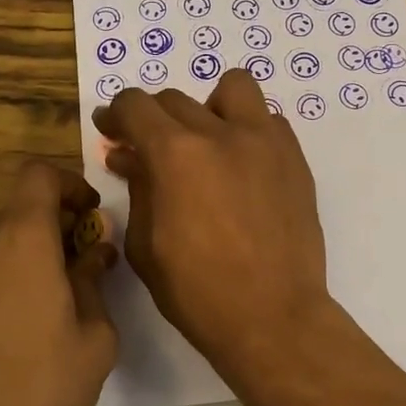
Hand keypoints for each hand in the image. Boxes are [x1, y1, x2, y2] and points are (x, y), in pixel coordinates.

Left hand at [0, 162, 118, 405]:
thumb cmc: (36, 387)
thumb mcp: (94, 340)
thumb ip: (94, 284)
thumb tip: (93, 255)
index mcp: (21, 238)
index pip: (39, 175)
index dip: (69, 183)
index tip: (89, 214)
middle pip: (18, 211)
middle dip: (52, 228)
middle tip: (77, 268)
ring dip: (22, 256)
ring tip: (43, 305)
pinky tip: (6, 330)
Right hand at [93, 71, 331, 380]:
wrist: (273, 317)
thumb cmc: (197, 292)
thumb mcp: (146, 245)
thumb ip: (137, 189)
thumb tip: (129, 157)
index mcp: (176, 154)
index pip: (136, 106)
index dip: (116, 113)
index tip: (110, 128)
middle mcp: (221, 133)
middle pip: (176, 99)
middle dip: (153, 118)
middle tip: (149, 148)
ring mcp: (265, 142)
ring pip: (234, 88)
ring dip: (210, 106)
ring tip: (205, 140)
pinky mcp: (295, 159)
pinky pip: (268, 121)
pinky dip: (248, 130)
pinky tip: (241, 164)